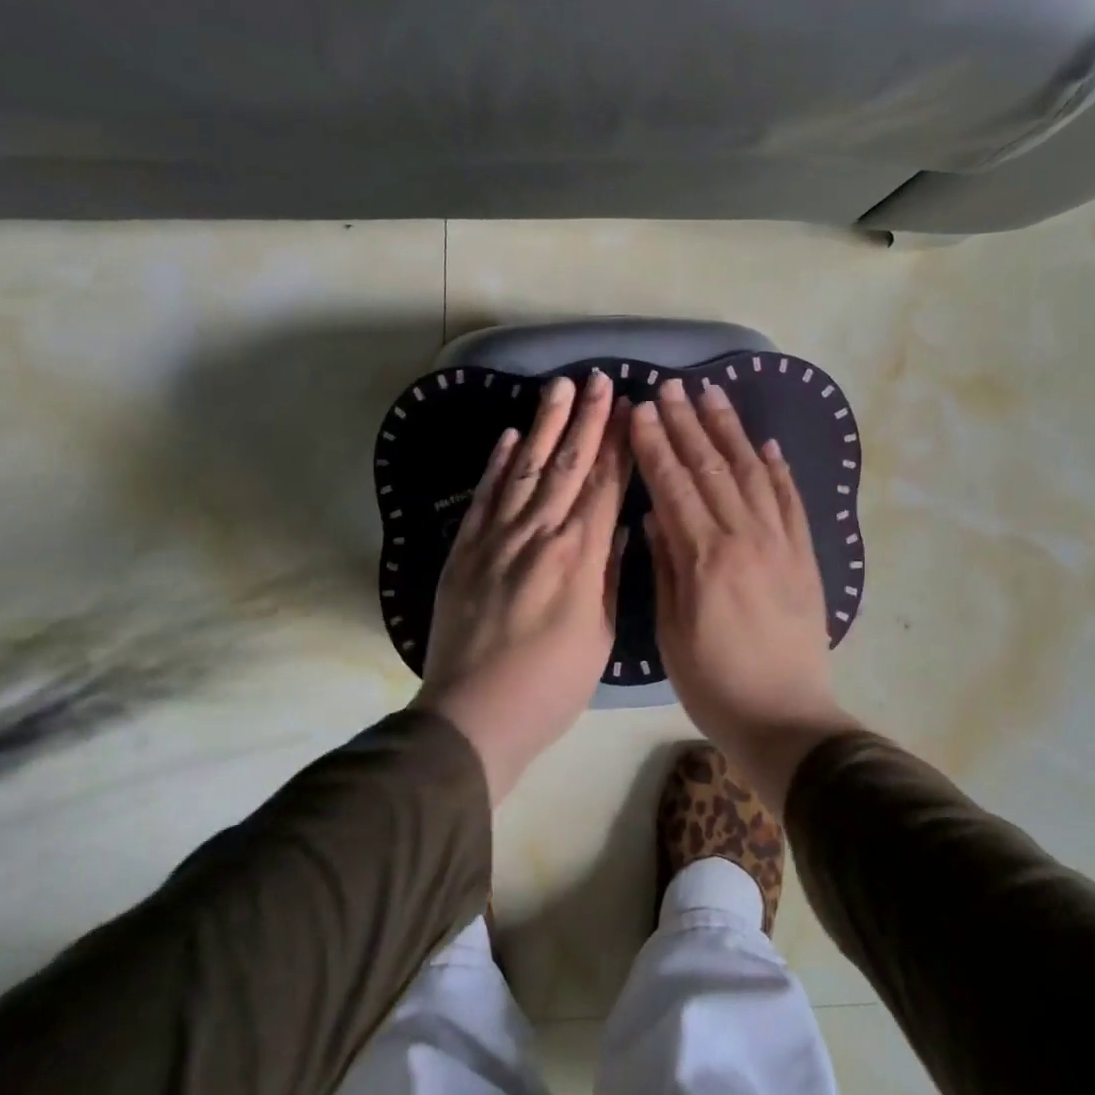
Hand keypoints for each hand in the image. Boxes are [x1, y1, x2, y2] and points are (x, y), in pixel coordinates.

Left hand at [415, 371, 630, 802]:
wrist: (473, 716)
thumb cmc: (551, 686)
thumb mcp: (599, 636)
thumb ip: (609, 575)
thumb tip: (620, 527)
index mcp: (579, 557)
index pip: (604, 485)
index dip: (618, 443)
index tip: (629, 406)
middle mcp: (539, 535)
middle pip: (567, 465)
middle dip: (586, 419)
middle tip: (597, 378)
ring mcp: (496, 538)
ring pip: (526, 469)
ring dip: (544, 425)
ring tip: (558, 388)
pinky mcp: (464, 550)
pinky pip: (484, 497)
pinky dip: (497, 464)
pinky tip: (509, 436)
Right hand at [630, 378, 858, 809]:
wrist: (786, 719)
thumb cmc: (714, 684)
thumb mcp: (672, 632)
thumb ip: (666, 566)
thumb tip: (655, 514)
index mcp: (705, 557)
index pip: (674, 485)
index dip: (654, 444)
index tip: (639, 409)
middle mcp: (745, 537)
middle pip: (711, 467)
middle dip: (687, 423)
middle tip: (670, 386)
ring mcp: (781, 543)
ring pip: (752, 473)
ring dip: (730, 431)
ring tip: (713, 394)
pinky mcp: (805, 556)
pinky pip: (792, 501)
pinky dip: (778, 469)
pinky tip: (766, 444)